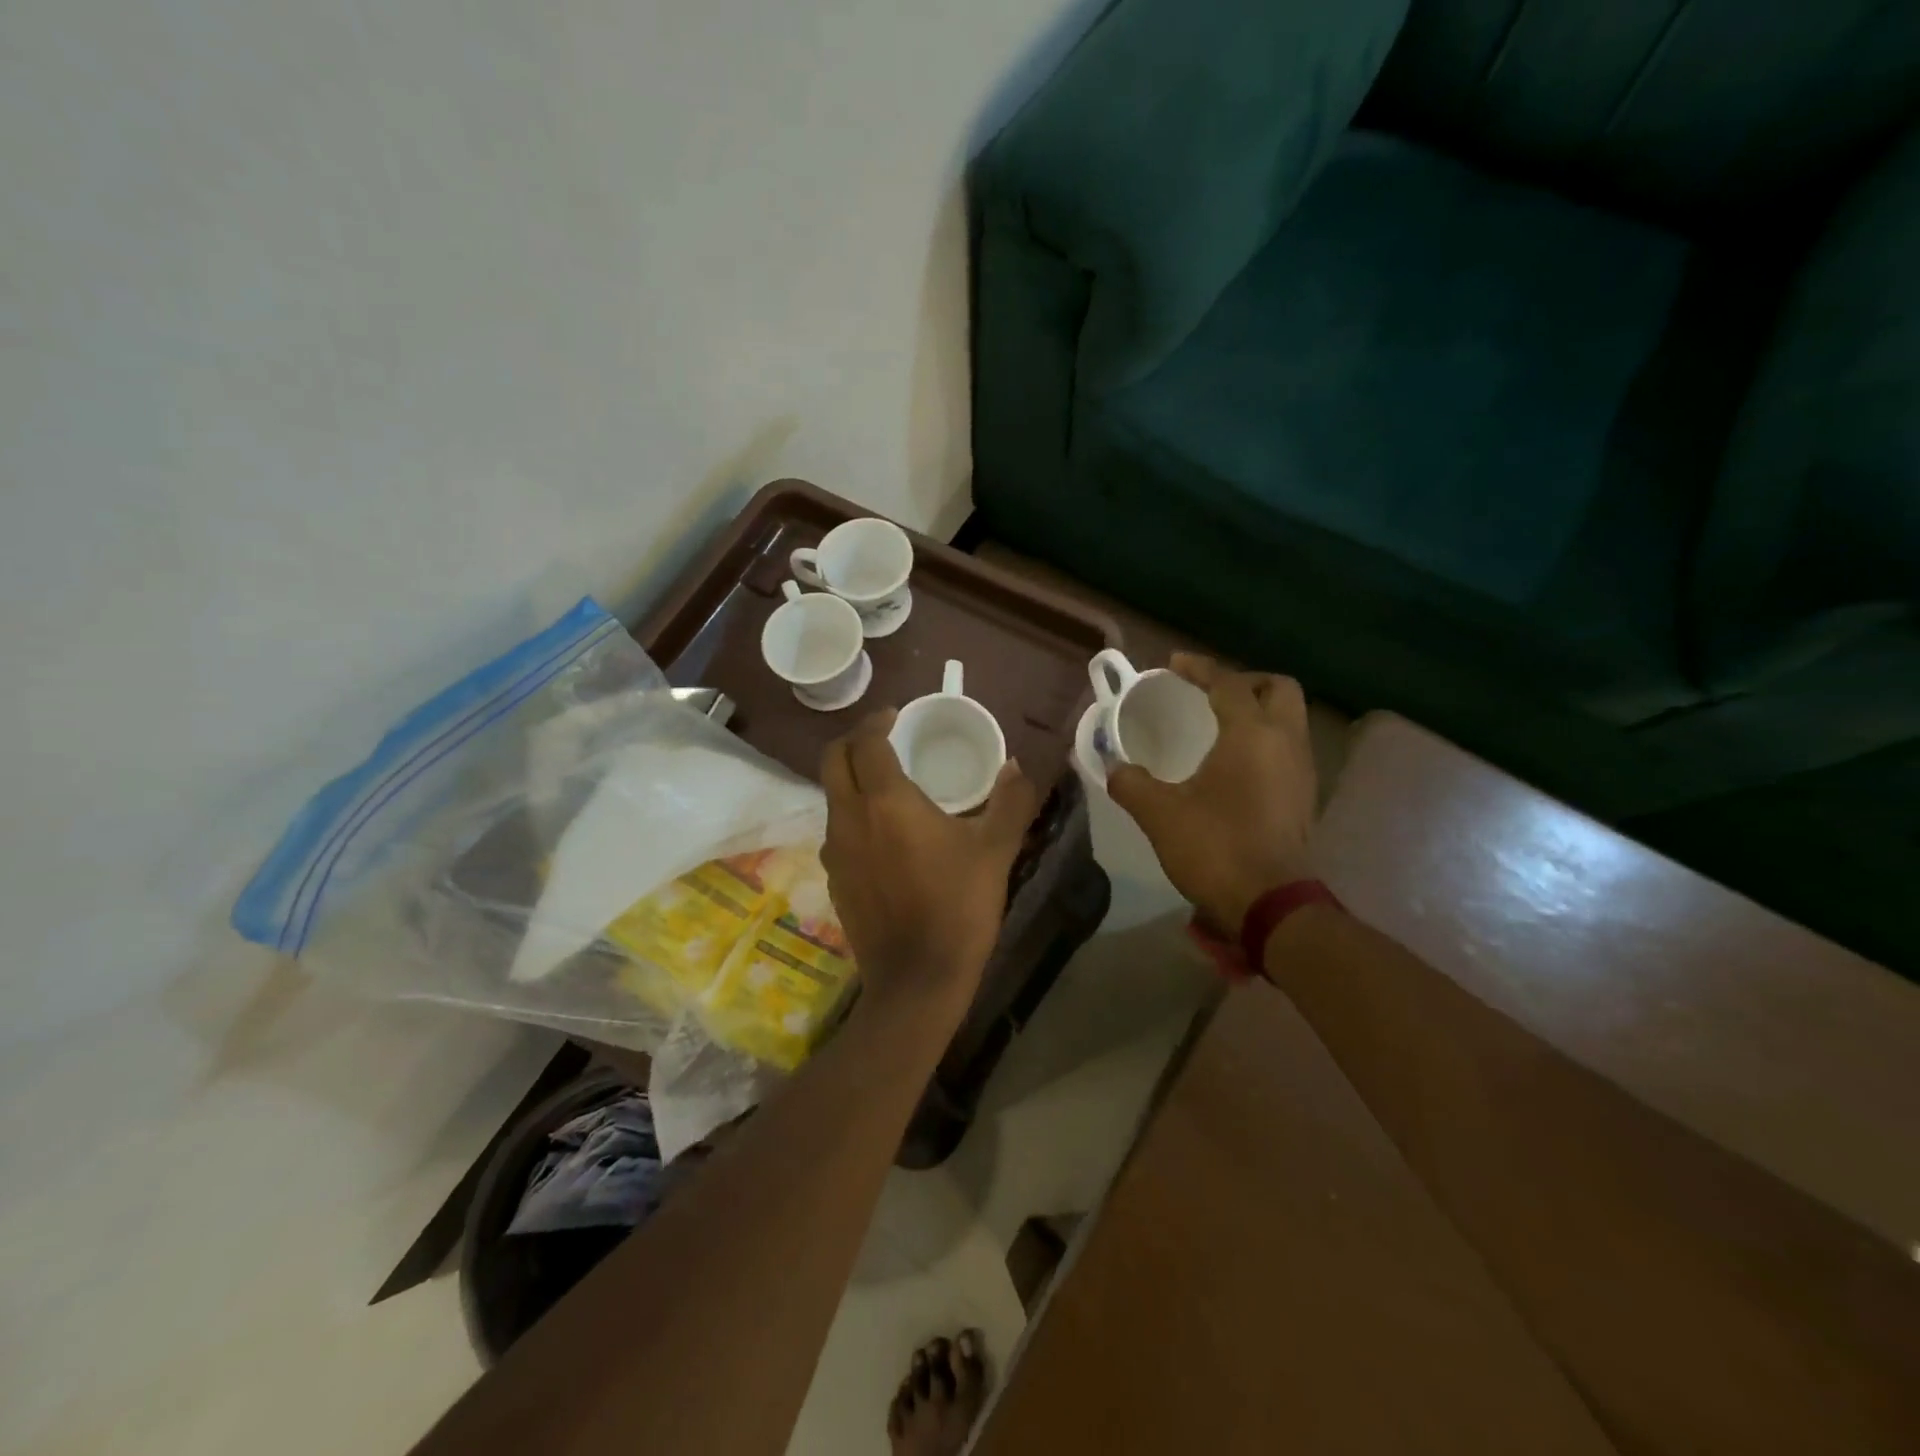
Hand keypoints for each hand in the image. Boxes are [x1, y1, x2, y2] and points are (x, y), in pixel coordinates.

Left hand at [821, 711, 1039, 1016]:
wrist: (917, 979)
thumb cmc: (959, 907)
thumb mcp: (996, 850)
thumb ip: (1011, 801)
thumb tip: (1018, 767)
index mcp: (885, 801)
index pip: (865, 742)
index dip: (877, 721)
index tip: (895, 715)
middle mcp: (849, 817)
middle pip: (833, 760)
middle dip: (853, 740)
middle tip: (884, 739)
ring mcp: (834, 851)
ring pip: (832, 795)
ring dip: (852, 778)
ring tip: (887, 784)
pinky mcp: (833, 879)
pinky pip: (836, 830)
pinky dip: (853, 814)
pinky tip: (883, 834)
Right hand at [1107, 654, 1317, 933]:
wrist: (1271, 904)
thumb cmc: (1216, 847)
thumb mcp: (1160, 814)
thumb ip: (1132, 784)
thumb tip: (1112, 767)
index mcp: (1252, 734)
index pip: (1229, 683)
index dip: (1200, 668)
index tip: (1173, 665)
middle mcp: (1286, 742)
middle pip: (1277, 689)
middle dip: (1244, 682)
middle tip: (1209, 693)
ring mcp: (1302, 770)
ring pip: (1289, 719)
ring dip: (1258, 710)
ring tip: (1219, 725)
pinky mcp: (1305, 797)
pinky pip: (1288, 748)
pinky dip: (1264, 740)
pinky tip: (1235, 763)